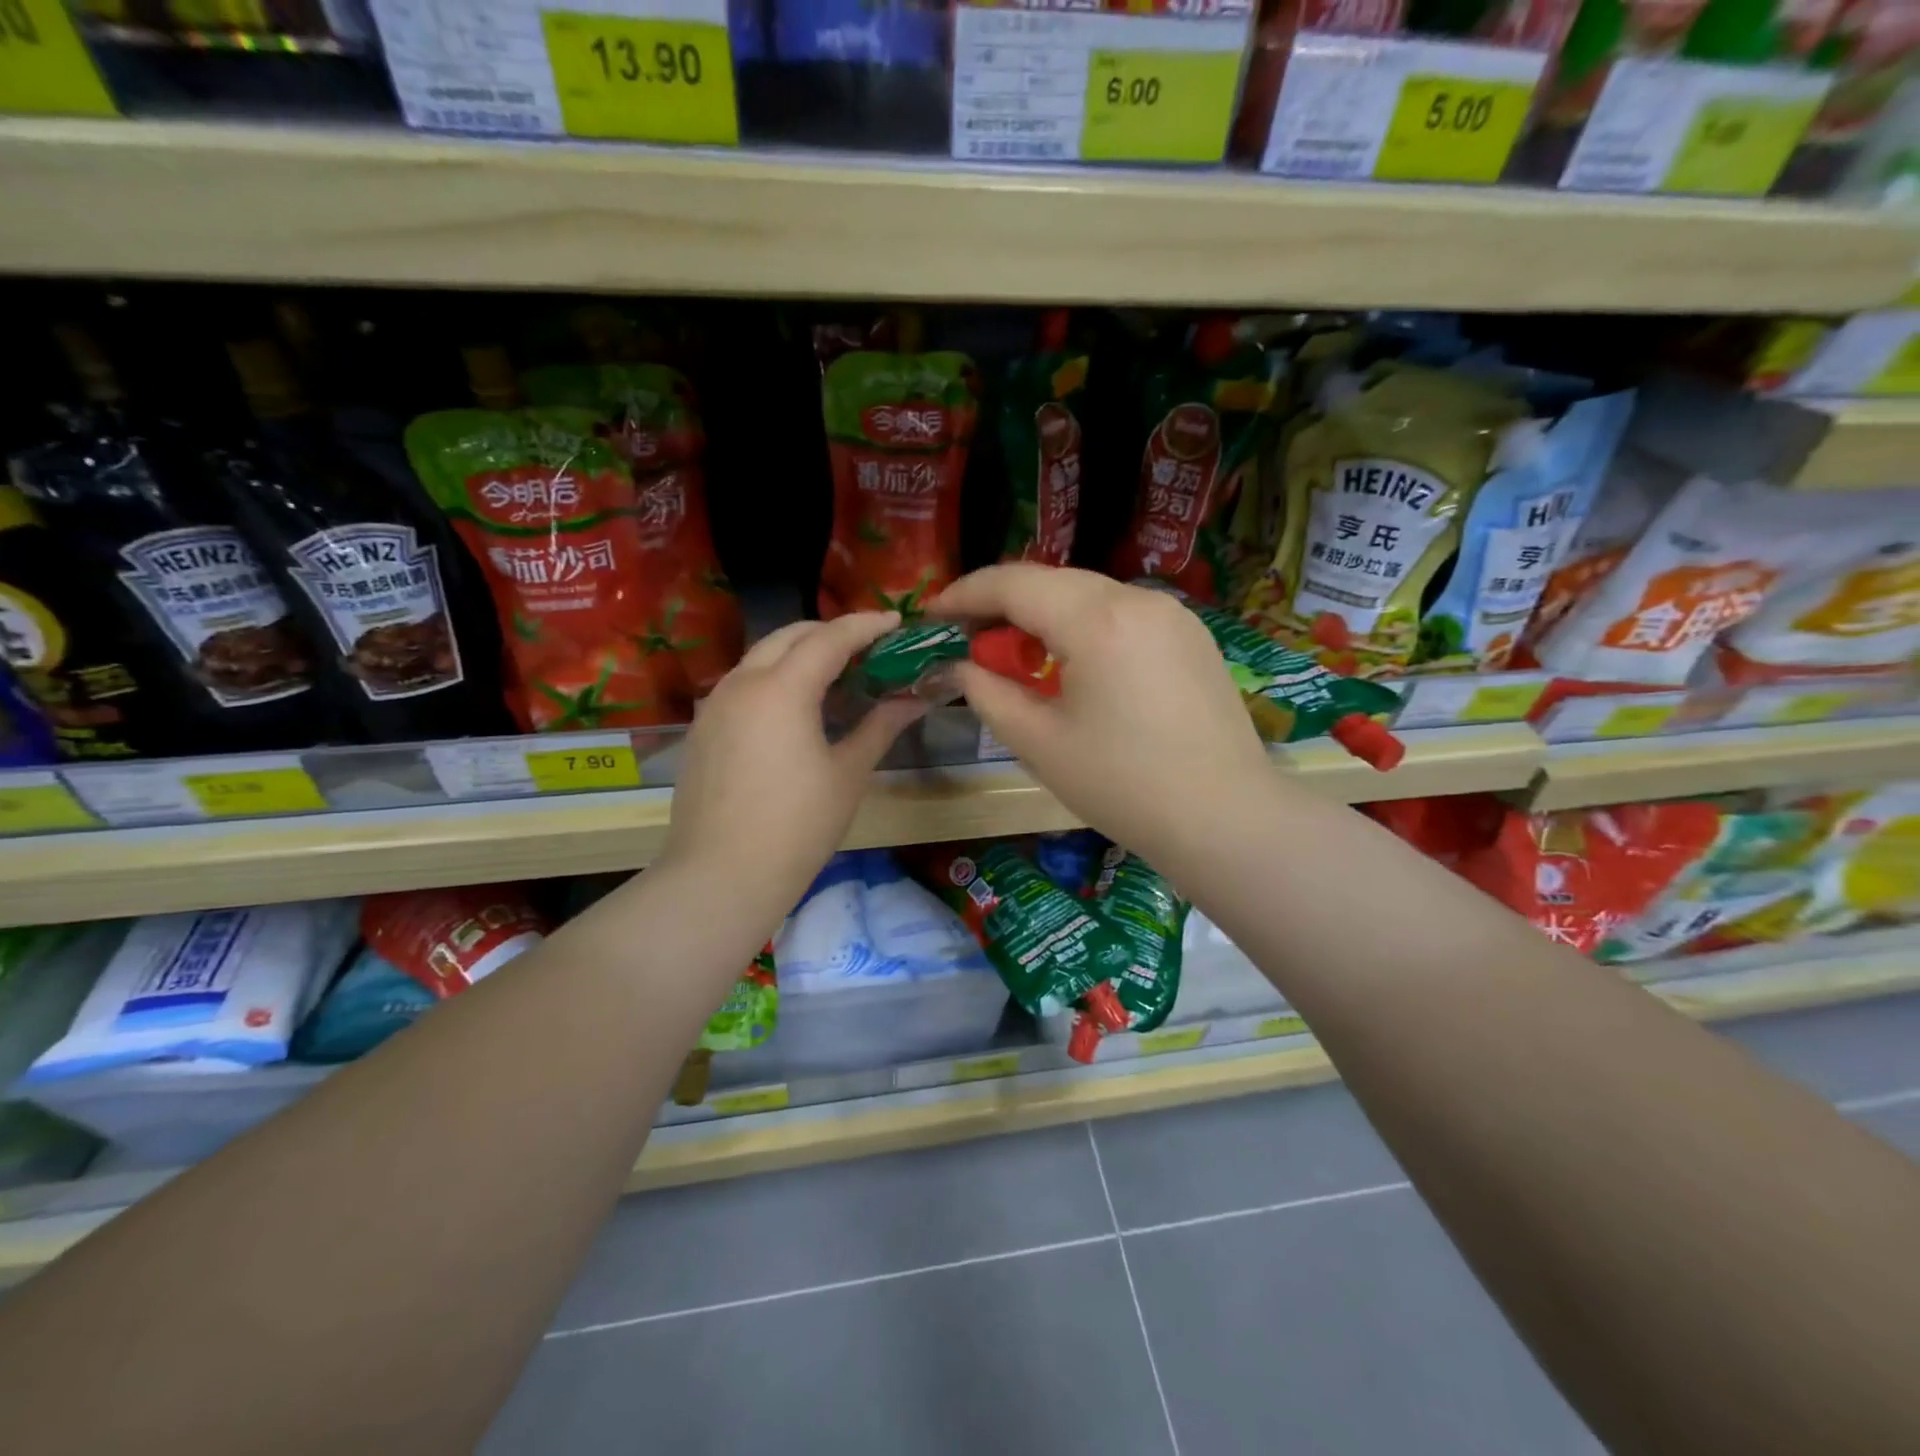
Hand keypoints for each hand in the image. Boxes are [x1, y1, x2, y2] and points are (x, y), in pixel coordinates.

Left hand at [659, 612, 924, 933]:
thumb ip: (881, 725)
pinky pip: (743, 684)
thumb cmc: (797, 826)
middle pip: (789, 635)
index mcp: (782, 688)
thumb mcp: (848, 773)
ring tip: (835, 676)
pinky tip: (795, 710)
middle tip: (867, 648)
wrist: (721, 876)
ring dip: (799, 654)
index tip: (897, 622)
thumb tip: (915, 698)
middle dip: (830, 632)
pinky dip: (774, 679)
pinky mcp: (703, 729)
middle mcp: (743, 682)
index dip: (867, 625)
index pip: (830, 637)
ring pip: (761, 657)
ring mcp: (716, 705)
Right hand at [934, 565, 1273, 863]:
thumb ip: (988, 693)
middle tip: (971, 640)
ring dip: (1046, 617)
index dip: (966, 593)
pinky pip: (1123, 615)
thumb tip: (961, 667)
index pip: (1014, 583)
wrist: (1224, 819)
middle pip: (1053, 582)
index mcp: (1097, 620)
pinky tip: (1076, 667)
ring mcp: (1173, 614)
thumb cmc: (1122, 786)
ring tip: (1021, 658)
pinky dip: (1086, 628)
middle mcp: (1138, 600)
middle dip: (1004, 604)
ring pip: (1090, 596)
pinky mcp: (1192, 636)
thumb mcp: (1039, 743)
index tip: (933, 611)